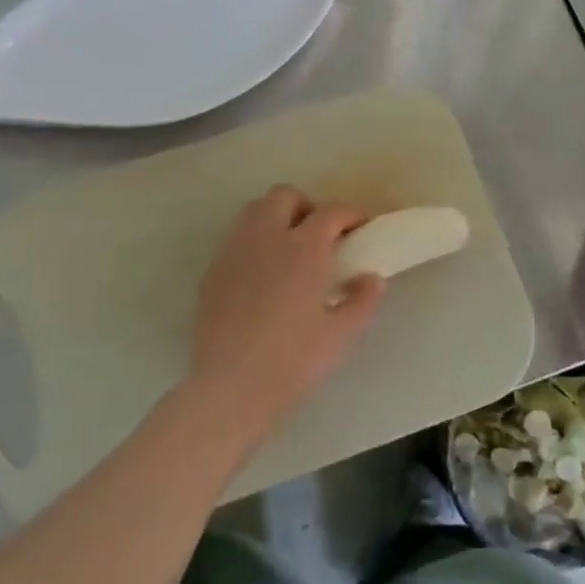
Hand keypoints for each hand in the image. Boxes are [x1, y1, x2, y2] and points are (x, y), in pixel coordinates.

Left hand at [191, 186, 384, 422]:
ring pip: (254, 210)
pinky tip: (262, 276)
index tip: (362, 227)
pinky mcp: (213, 272)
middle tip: (322, 235)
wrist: (231, 388)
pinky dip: (254, 243)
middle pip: (285, 196)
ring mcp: (234, 252)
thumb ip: (362, 300)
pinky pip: (236, 240)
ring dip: (276, 217)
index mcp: (304, 248)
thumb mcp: (341, 334)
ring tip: (290, 249)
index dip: (351, 214)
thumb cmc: (294, 360)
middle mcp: (266, 237)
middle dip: (307, 206)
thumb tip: (371, 278)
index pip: (332, 211)